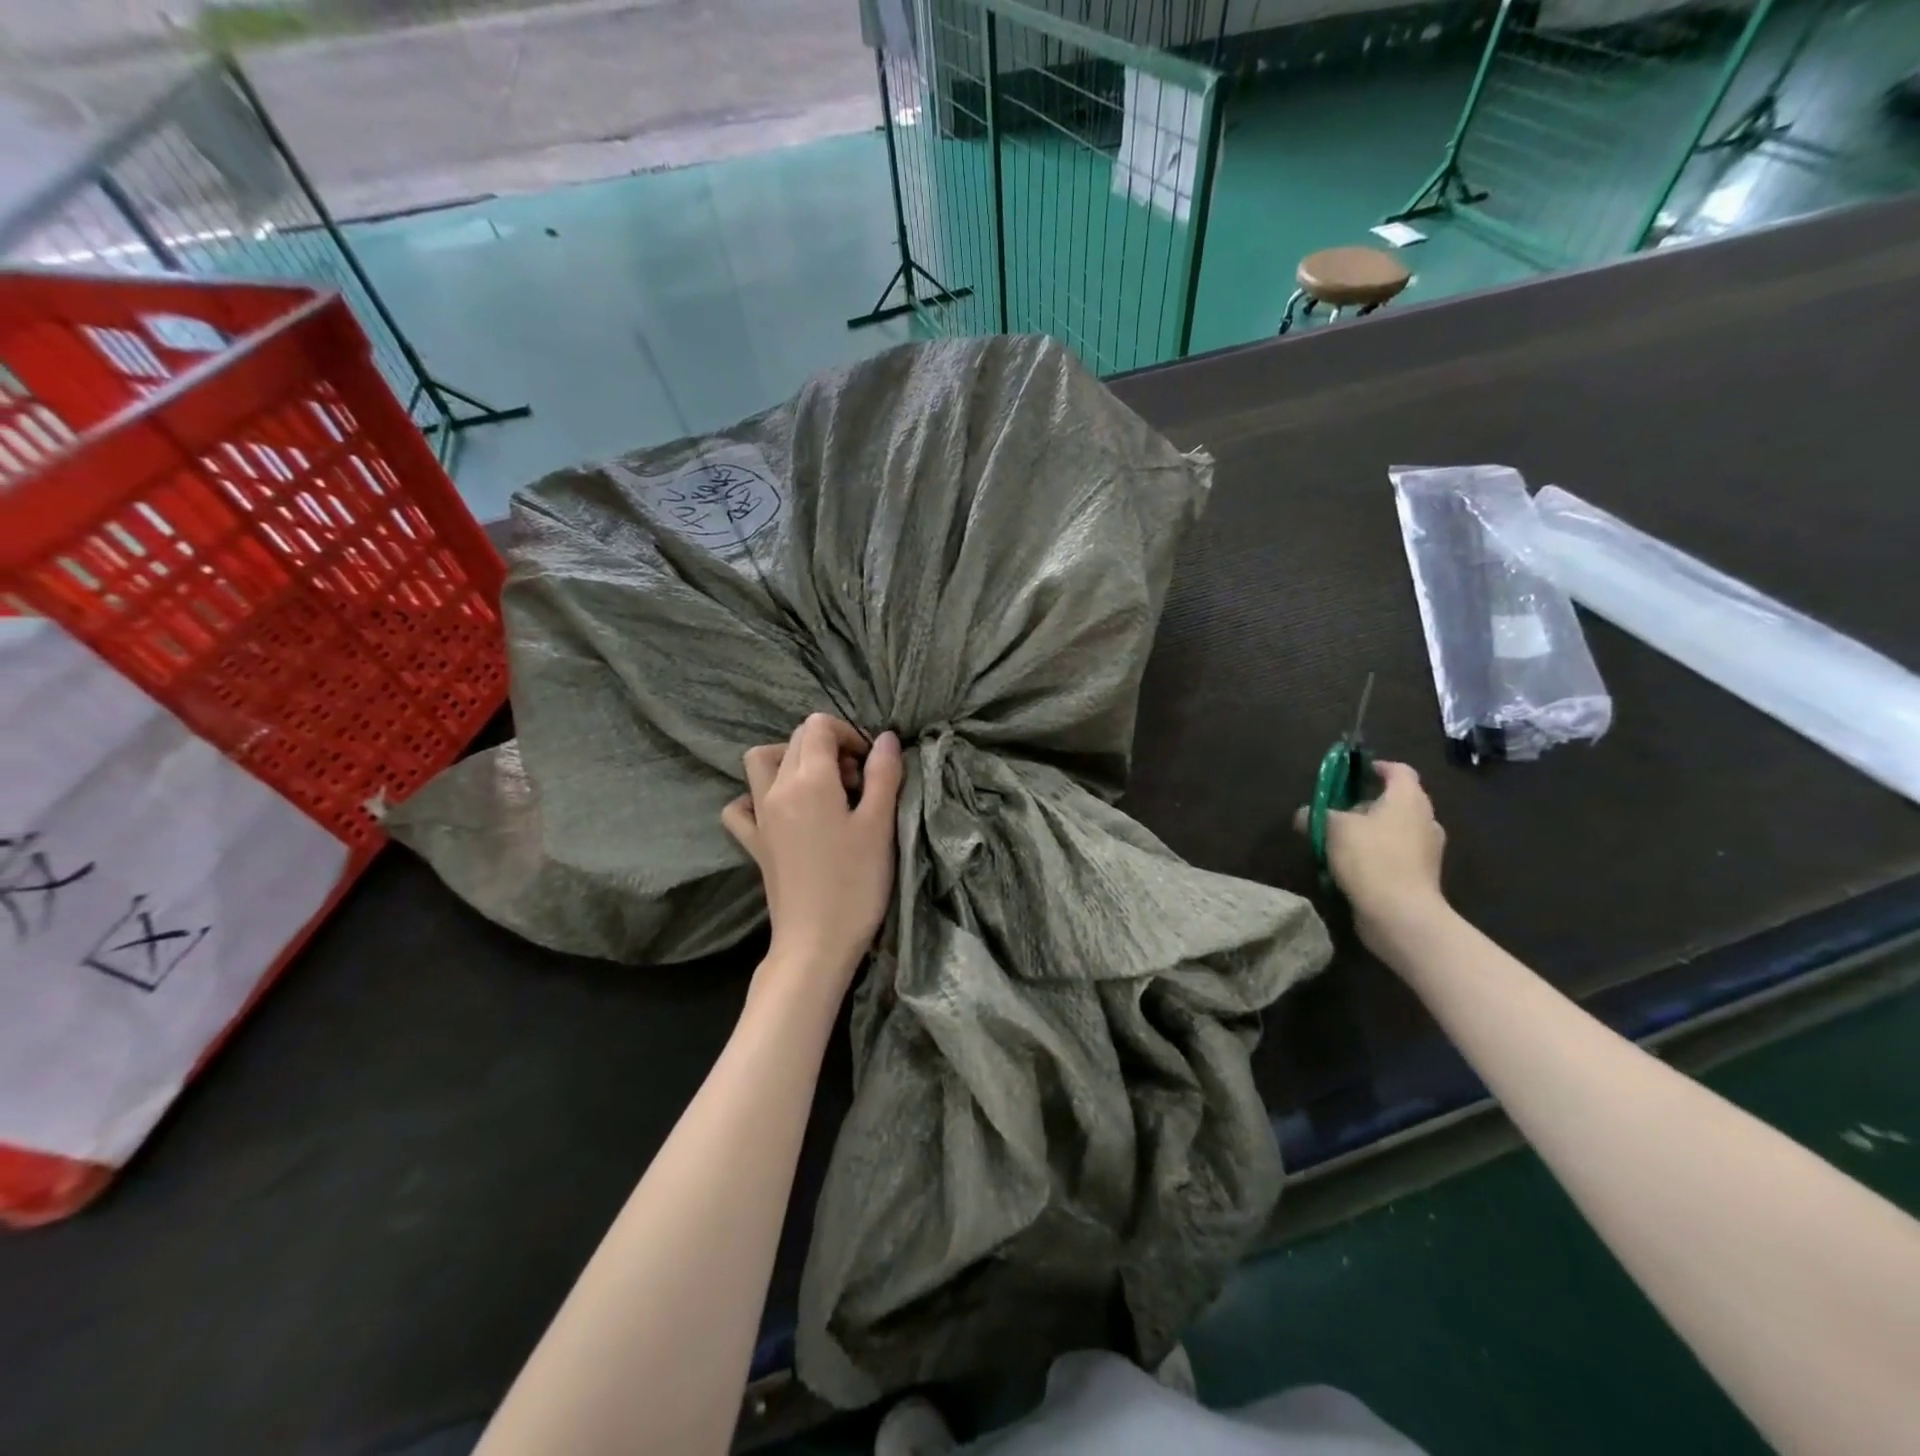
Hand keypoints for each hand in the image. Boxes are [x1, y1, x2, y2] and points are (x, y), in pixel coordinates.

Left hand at [722, 714, 903, 992]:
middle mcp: (776, 789)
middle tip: (857, 782)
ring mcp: (759, 816)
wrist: (816, 942)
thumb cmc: (856, 883)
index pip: (818, 726)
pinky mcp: (753, 843)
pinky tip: (780, 811)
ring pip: (761, 762)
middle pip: (794, 740)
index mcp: (809, 780)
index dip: (849, 734)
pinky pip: (741, 806)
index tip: (870, 765)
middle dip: (828, 746)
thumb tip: (885, 738)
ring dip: (789, 760)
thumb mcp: (879, 825)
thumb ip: (884, 775)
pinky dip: (755, 797)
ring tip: (820, 786)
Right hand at [1295, 760, 1448, 955]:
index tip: (1354, 773)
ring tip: (1340, 841)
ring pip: (1396, 829)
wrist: (1400, 914)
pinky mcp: (1421, 876)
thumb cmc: (1370, 857)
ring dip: (1371, 831)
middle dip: (1368, 803)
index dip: (1376, 767)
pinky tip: (1352, 867)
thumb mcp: (1332, 828)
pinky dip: (1377, 855)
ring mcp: (1427, 850)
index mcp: (1408, 799)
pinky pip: (1396, 855)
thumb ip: (1316, 815)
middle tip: (1339, 810)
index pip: (1398, 770)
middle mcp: (1425, 819)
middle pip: (1397, 801)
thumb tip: (1303, 814)